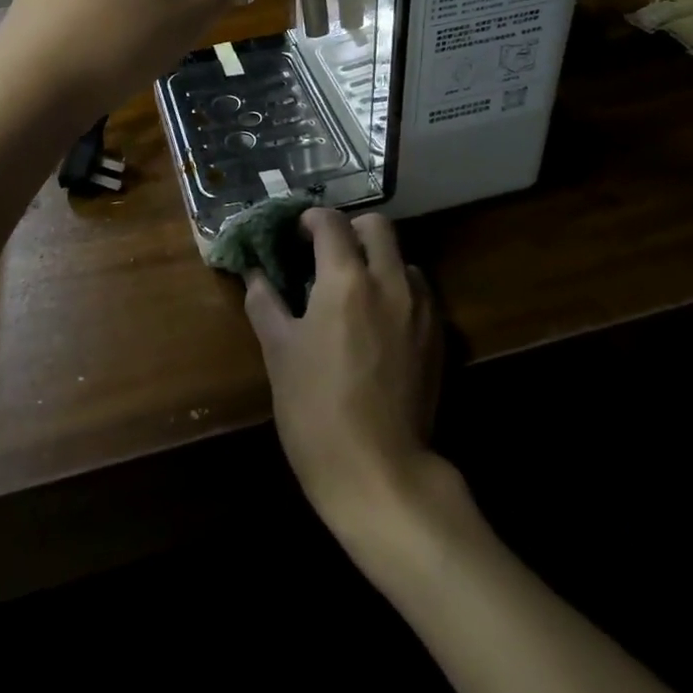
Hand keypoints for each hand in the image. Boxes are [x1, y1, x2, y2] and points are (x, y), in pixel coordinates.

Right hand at [245, 210, 441, 535]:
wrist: (379, 472)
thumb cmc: (316, 410)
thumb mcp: (279, 353)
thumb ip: (265, 304)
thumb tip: (254, 275)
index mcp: (346, 279)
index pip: (331, 222)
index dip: (310, 220)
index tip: (296, 234)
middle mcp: (389, 281)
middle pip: (377, 225)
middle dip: (350, 229)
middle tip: (327, 255)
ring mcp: (420, 307)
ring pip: (402, 257)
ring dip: (377, 260)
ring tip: (355, 290)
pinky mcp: (438, 335)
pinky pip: (419, 291)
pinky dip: (398, 289)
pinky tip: (380, 321)